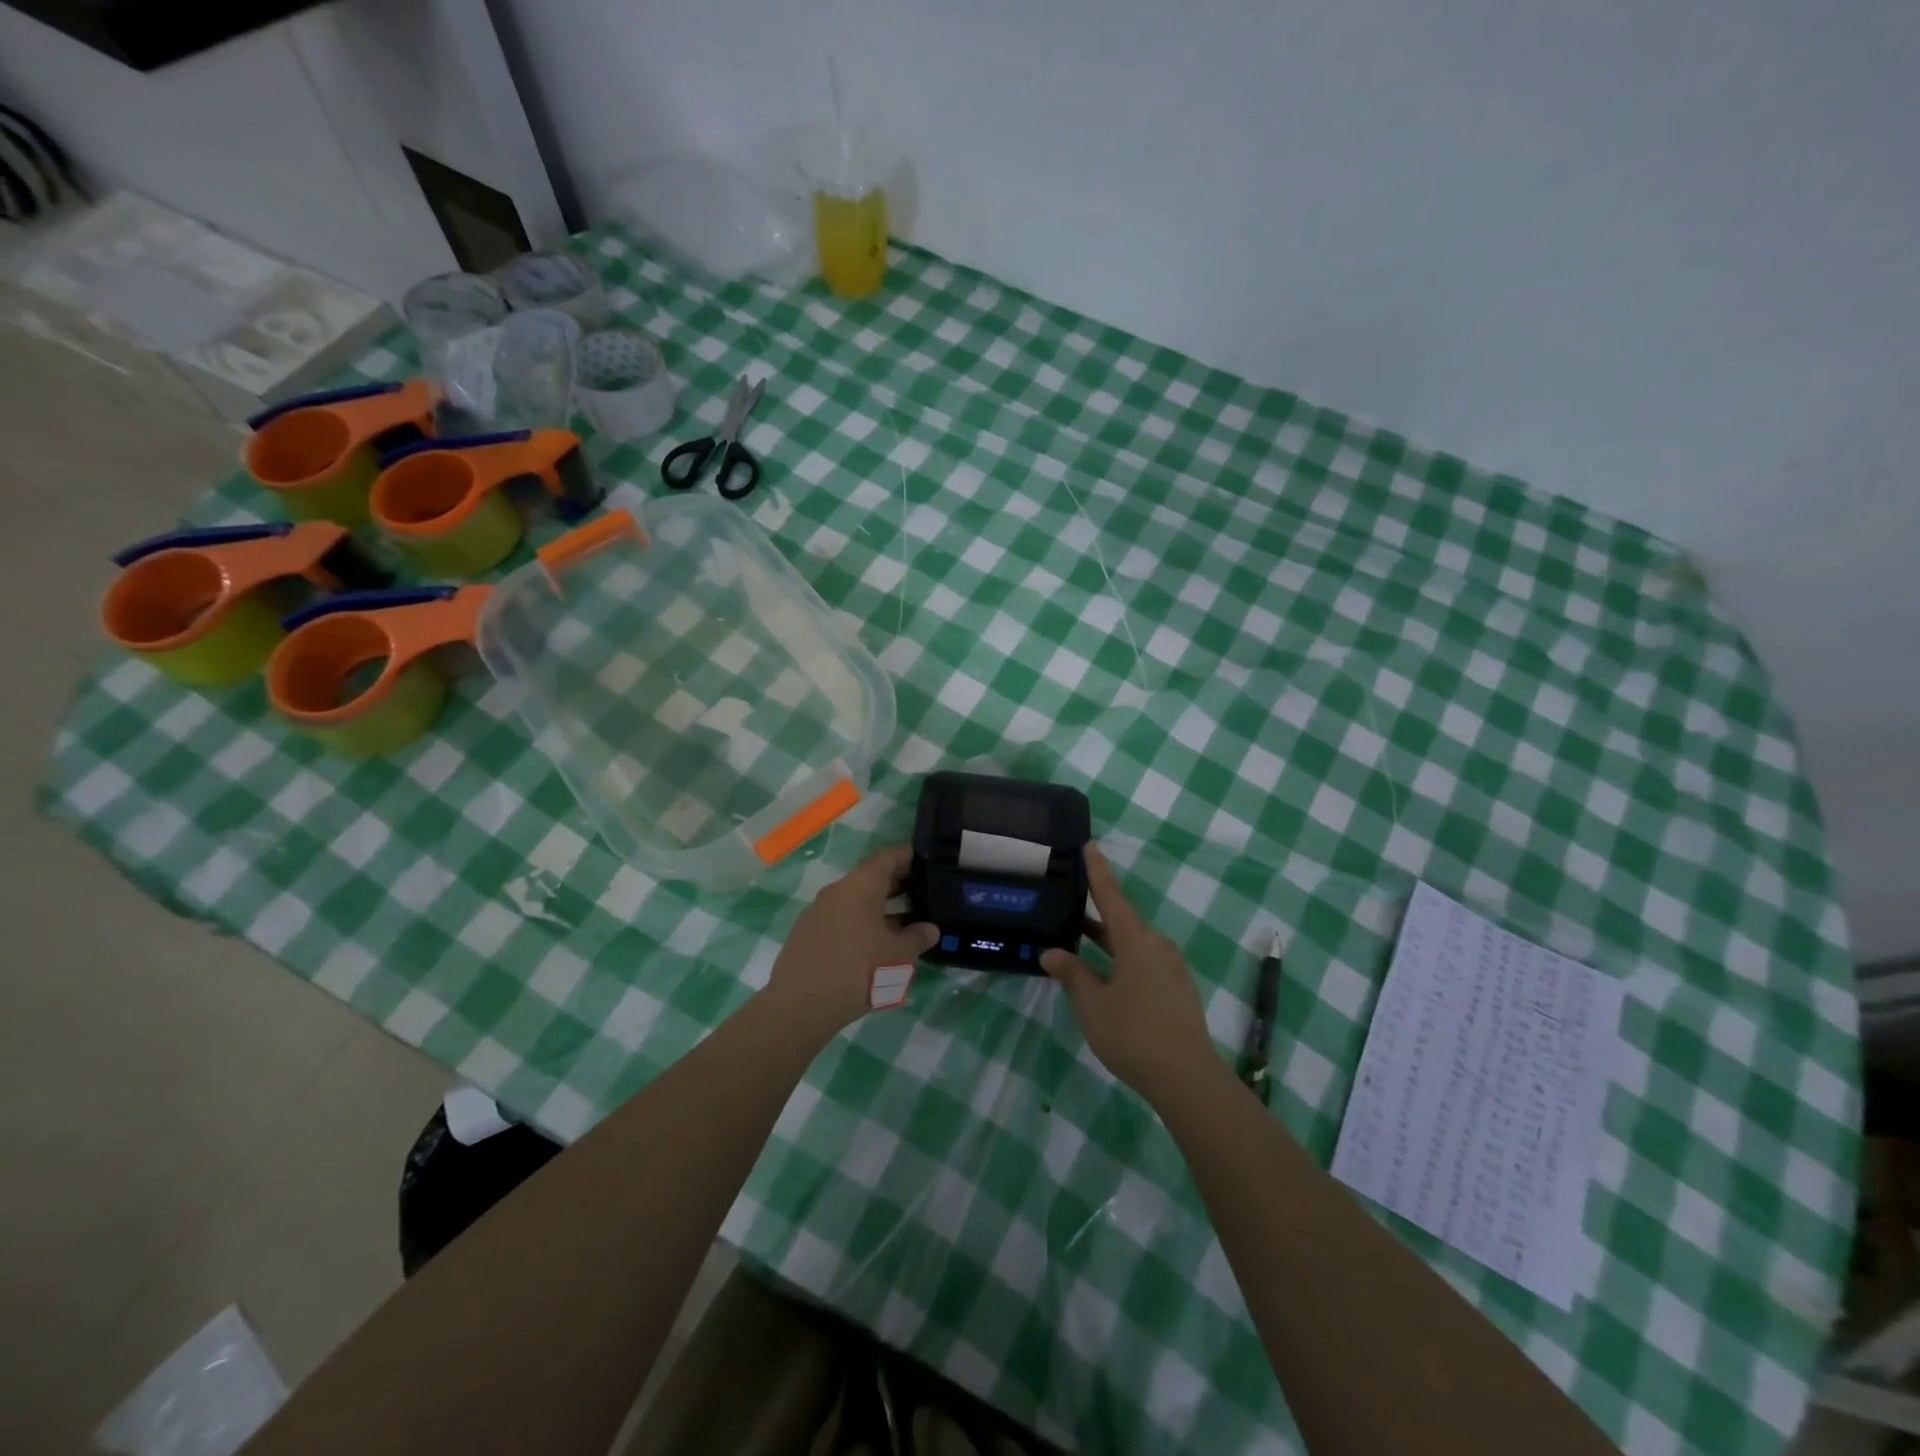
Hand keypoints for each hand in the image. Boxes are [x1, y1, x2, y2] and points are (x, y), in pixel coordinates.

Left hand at [763, 845, 938, 1041]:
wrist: (800, 1006)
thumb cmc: (858, 971)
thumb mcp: (898, 956)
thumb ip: (917, 938)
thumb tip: (930, 929)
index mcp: (860, 886)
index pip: (887, 857)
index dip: (908, 856)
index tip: (926, 861)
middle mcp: (837, 891)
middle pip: (870, 878)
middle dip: (897, 885)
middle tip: (922, 894)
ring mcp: (818, 912)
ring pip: (855, 901)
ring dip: (879, 909)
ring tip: (904, 924)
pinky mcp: (807, 934)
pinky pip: (841, 919)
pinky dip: (861, 924)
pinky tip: (874, 947)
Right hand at [1041, 844, 1217, 1101]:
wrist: (1188, 1077)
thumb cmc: (1134, 1034)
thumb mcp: (1093, 1004)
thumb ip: (1072, 974)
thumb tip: (1051, 952)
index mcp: (1136, 940)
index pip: (1111, 895)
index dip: (1097, 870)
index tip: (1090, 845)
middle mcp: (1157, 945)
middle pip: (1122, 920)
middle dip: (1095, 912)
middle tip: (1069, 901)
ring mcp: (1171, 967)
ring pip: (1133, 943)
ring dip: (1107, 940)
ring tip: (1079, 940)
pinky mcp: (1178, 988)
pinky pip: (1145, 961)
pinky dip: (1122, 959)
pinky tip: (1106, 975)